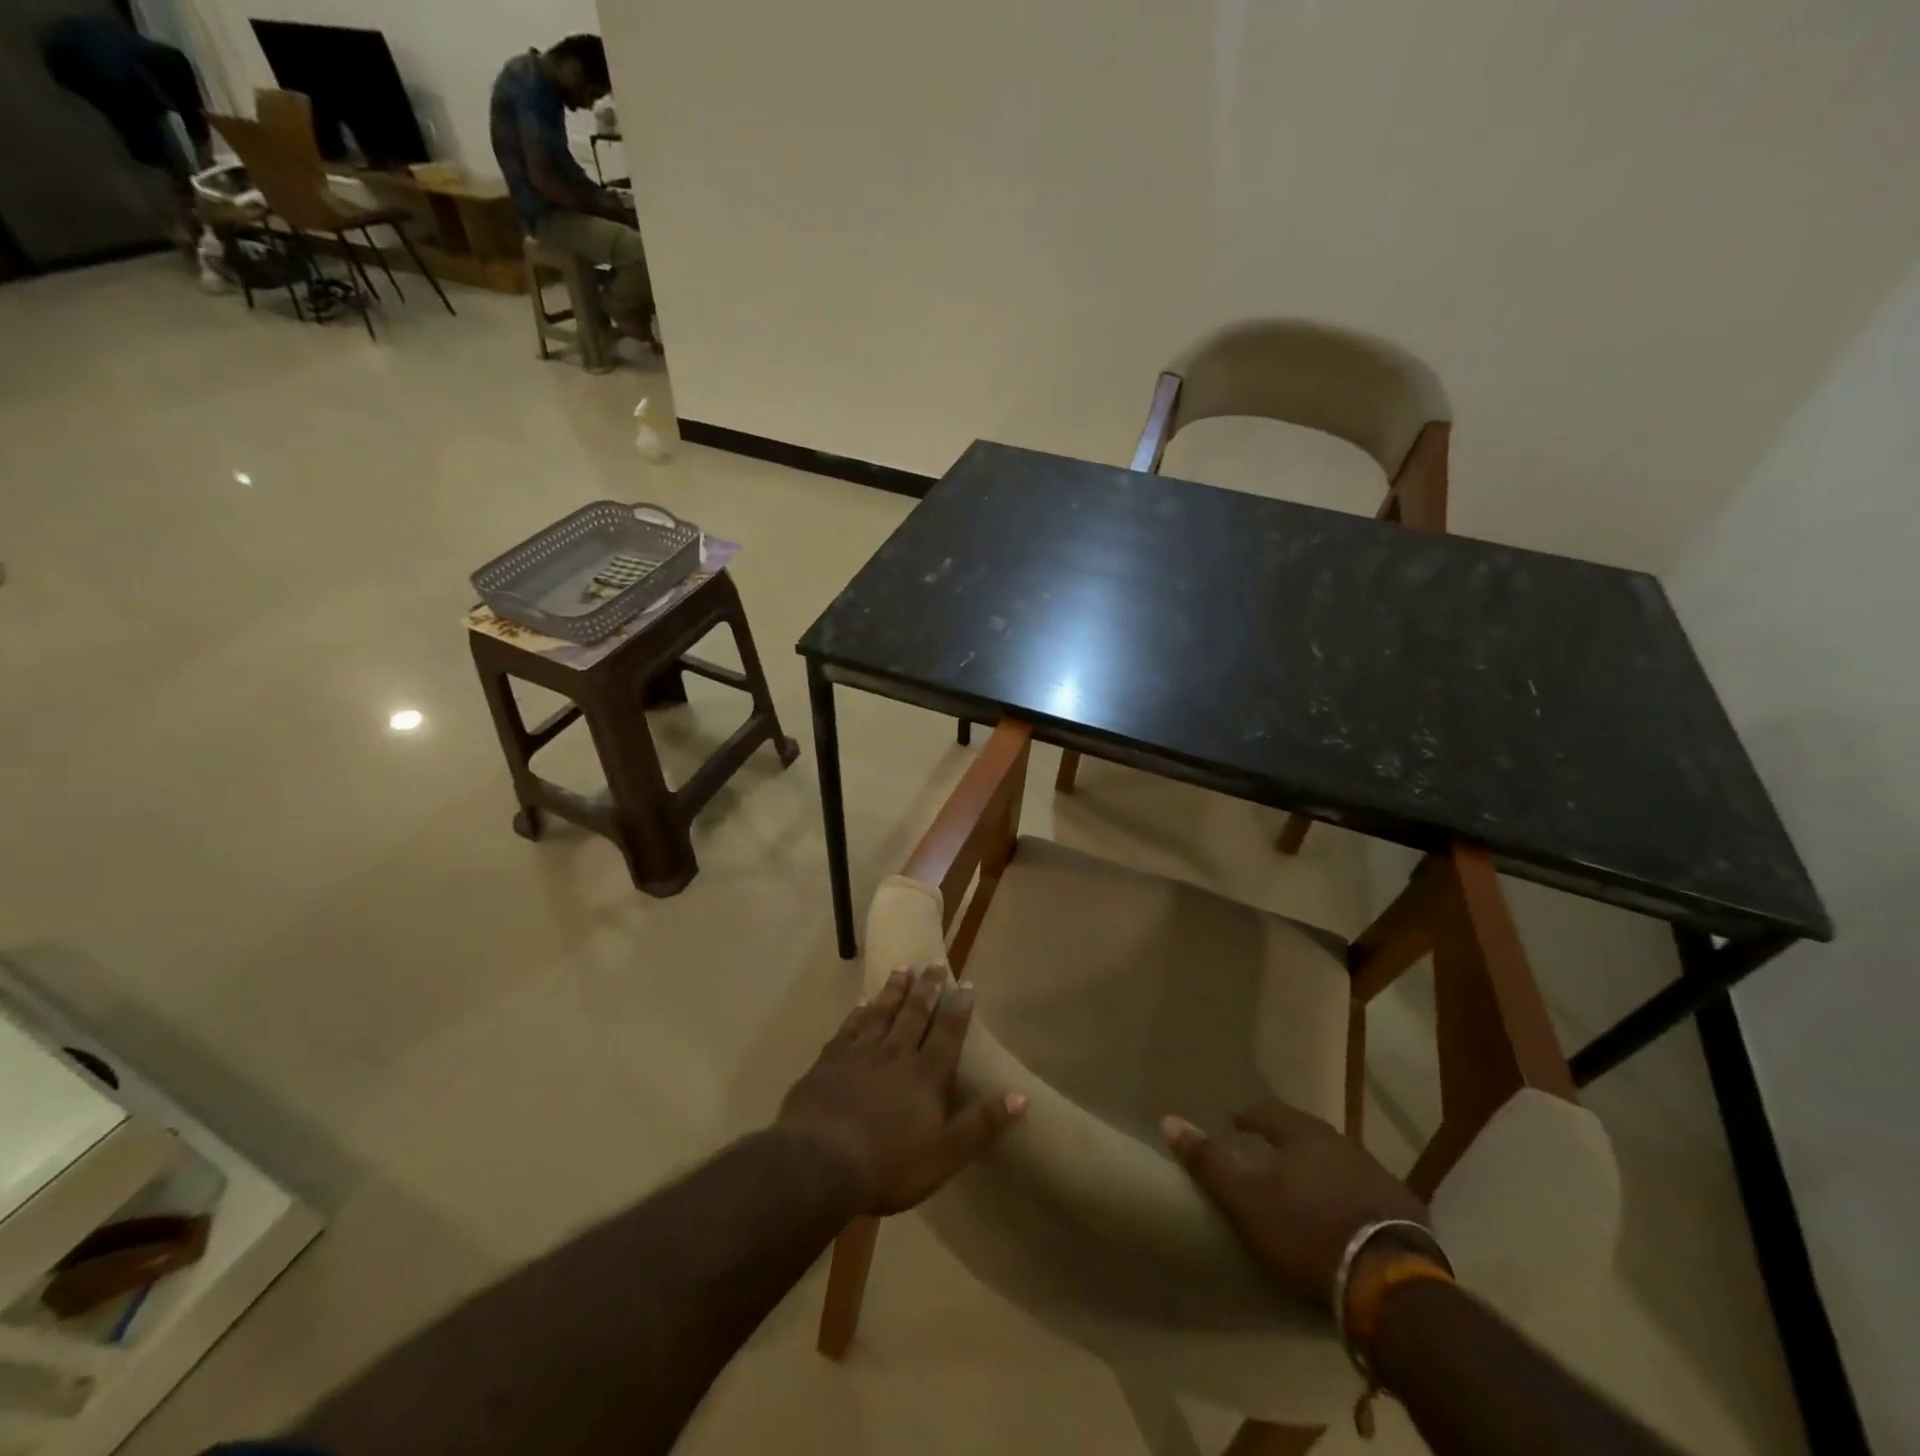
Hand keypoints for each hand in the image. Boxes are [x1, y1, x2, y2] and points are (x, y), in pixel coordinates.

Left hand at [779, 966, 1026, 1214]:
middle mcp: (895, 1054)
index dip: (959, 1009)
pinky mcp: (829, 1062)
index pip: (948, 1034)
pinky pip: (848, 1028)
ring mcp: (859, 1054)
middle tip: (935, 964)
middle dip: (927, 989)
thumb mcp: (945, 1154)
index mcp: (926, 1075)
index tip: (967, 984)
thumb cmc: (888, 1164)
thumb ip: (981, 1125)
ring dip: (894, 990)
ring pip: (881, 1013)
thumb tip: (1021, 1097)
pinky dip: (857, 1013)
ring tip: (903, 968)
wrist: (818, 1162)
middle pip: (914, 1014)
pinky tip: (860, 1002)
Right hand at [1161, 1100, 1428, 1310]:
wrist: (1391, 1284)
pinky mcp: (1406, 1209)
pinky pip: (1369, 1191)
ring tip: (1306, 1185)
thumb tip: (1168, 1120)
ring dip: (1321, 1167)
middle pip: (1307, 1132)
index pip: (1268, 1111)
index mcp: (1303, 1135)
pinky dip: (1351, 1195)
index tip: (1235, 1122)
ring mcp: (1378, 1175)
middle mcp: (1342, 1144)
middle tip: (1269, 1152)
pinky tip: (1347, 1215)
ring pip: (1340, 1160)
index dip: (1249, 1115)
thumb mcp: (1247, 1202)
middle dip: (1286, 1139)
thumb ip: (1209, 1162)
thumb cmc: (1307, 1233)